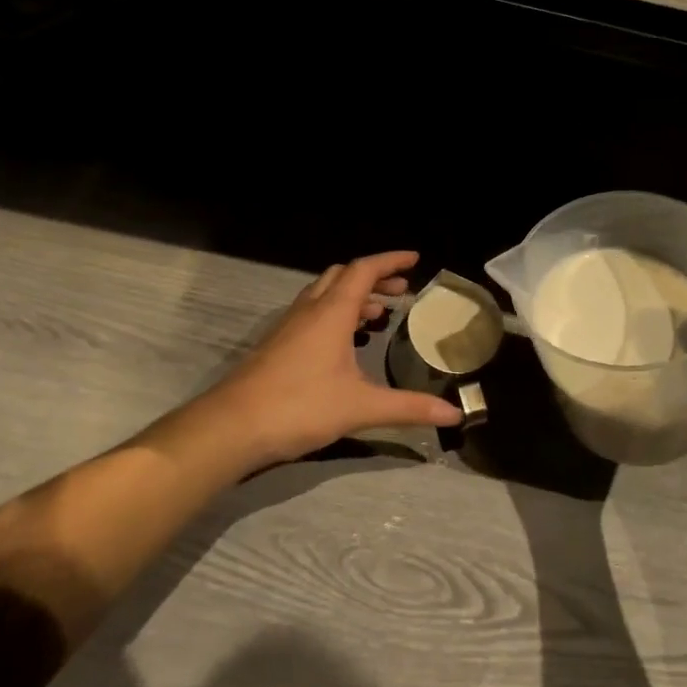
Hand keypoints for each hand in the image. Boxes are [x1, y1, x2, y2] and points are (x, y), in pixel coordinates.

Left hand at [179, 251, 461, 477]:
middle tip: (401, 291)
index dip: (390, 261)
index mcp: (331, 312)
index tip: (415, 259)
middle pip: (343, 276)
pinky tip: (344, 345)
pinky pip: (311, 314)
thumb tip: (454, 413)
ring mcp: (288, 327)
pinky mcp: (277, 345)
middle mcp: (309, 310)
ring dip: (352, 295)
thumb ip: (408, 408)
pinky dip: (335, 314)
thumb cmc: (300, 407)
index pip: (364, 270)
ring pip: (324, 294)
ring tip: (378, 314)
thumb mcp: (361, 407)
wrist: (233, 426)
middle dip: (374, 277)